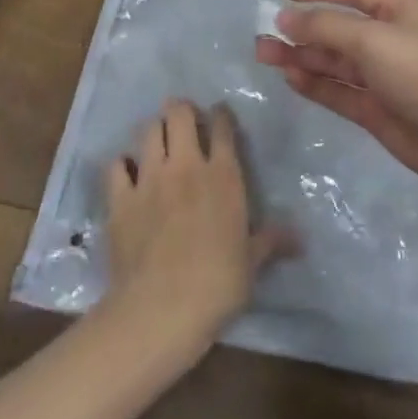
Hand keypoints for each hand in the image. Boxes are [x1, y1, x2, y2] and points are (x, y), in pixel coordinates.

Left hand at [105, 100, 291, 348]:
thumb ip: (271, 242)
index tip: (220, 114)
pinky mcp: (120, 198)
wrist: (162, 308)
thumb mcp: (252, 263)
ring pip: (148, 130)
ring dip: (154, 129)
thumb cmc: (218, 284)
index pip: (223, 128)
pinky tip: (126, 172)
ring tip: (157, 137)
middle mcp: (186, 166)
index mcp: (223, 176)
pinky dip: (122, 164)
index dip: (221, 115)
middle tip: (183, 118)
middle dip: (181, 109)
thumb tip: (301, 239)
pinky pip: (117, 165)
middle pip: (179, 114)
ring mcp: (150, 178)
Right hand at [255, 0, 417, 205]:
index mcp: (399, 11)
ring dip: (302, 56)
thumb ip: (325, 27)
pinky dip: (316, 83)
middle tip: (262, 35)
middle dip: (302, 29)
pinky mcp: (377, 110)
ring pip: (334, 61)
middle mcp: (391, 40)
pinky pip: (340, 91)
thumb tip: (285, 18)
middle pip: (338, 28)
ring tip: (265, 56)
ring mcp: (384, 77)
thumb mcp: (372, 39)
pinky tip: (290, 78)